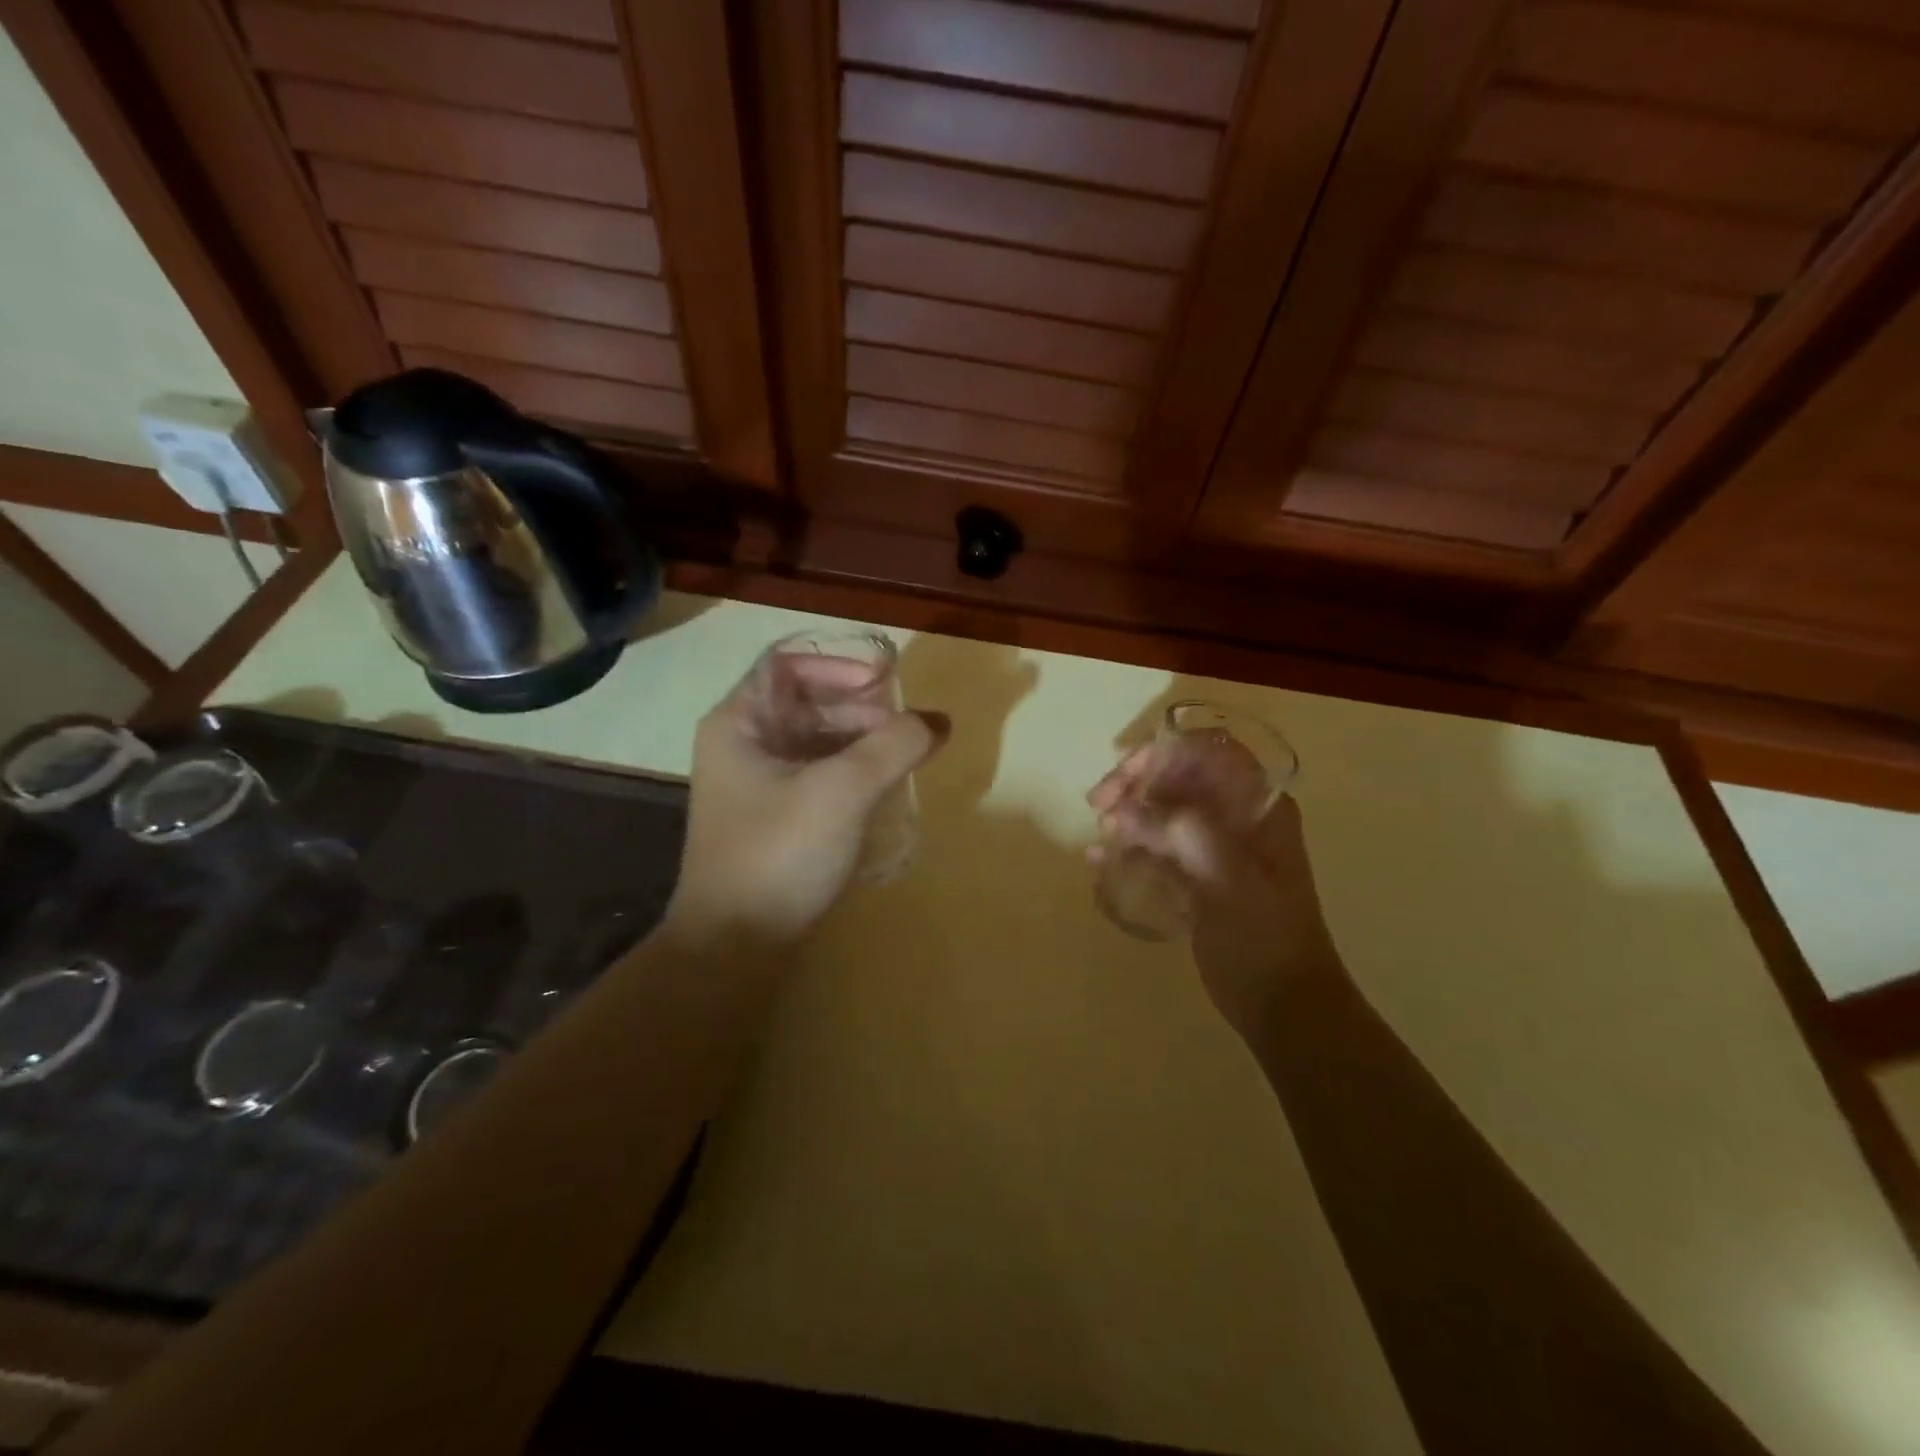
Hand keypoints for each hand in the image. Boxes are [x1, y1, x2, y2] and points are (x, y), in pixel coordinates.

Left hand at [662, 653, 948, 952]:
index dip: (840, 664)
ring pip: (816, 739)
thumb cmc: (779, 855)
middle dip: (860, 707)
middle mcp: (743, 744)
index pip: (789, 663)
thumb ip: (894, 746)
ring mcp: (757, 784)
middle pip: (807, 700)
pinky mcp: (775, 818)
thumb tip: (937, 720)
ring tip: (905, 756)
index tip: (886, 682)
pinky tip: (884, 788)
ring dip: (861, 740)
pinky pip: (818, 774)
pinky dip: (852, 772)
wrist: (735, 948)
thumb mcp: (842, 791)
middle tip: (906, 727)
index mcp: (739, 723)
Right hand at [1089, 742, 1342, 1034]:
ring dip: (1129, 813)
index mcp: (1259, 807)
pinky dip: (1130, 846)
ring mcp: (1217, 847)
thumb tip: (1125, 810)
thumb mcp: (1229, 882)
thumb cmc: (1265, 940)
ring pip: (1165, 809)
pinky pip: (1159, 846)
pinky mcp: (1198, 875)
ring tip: (1100, 833)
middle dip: (1136, 782)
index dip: (1165, 753)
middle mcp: (1238, 818)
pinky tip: (1101, 860)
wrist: (1284, 1006)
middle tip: (1099, 804)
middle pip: (1180, 776)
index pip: (1210, 753)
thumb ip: (1183, 836)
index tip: (1126, 775)